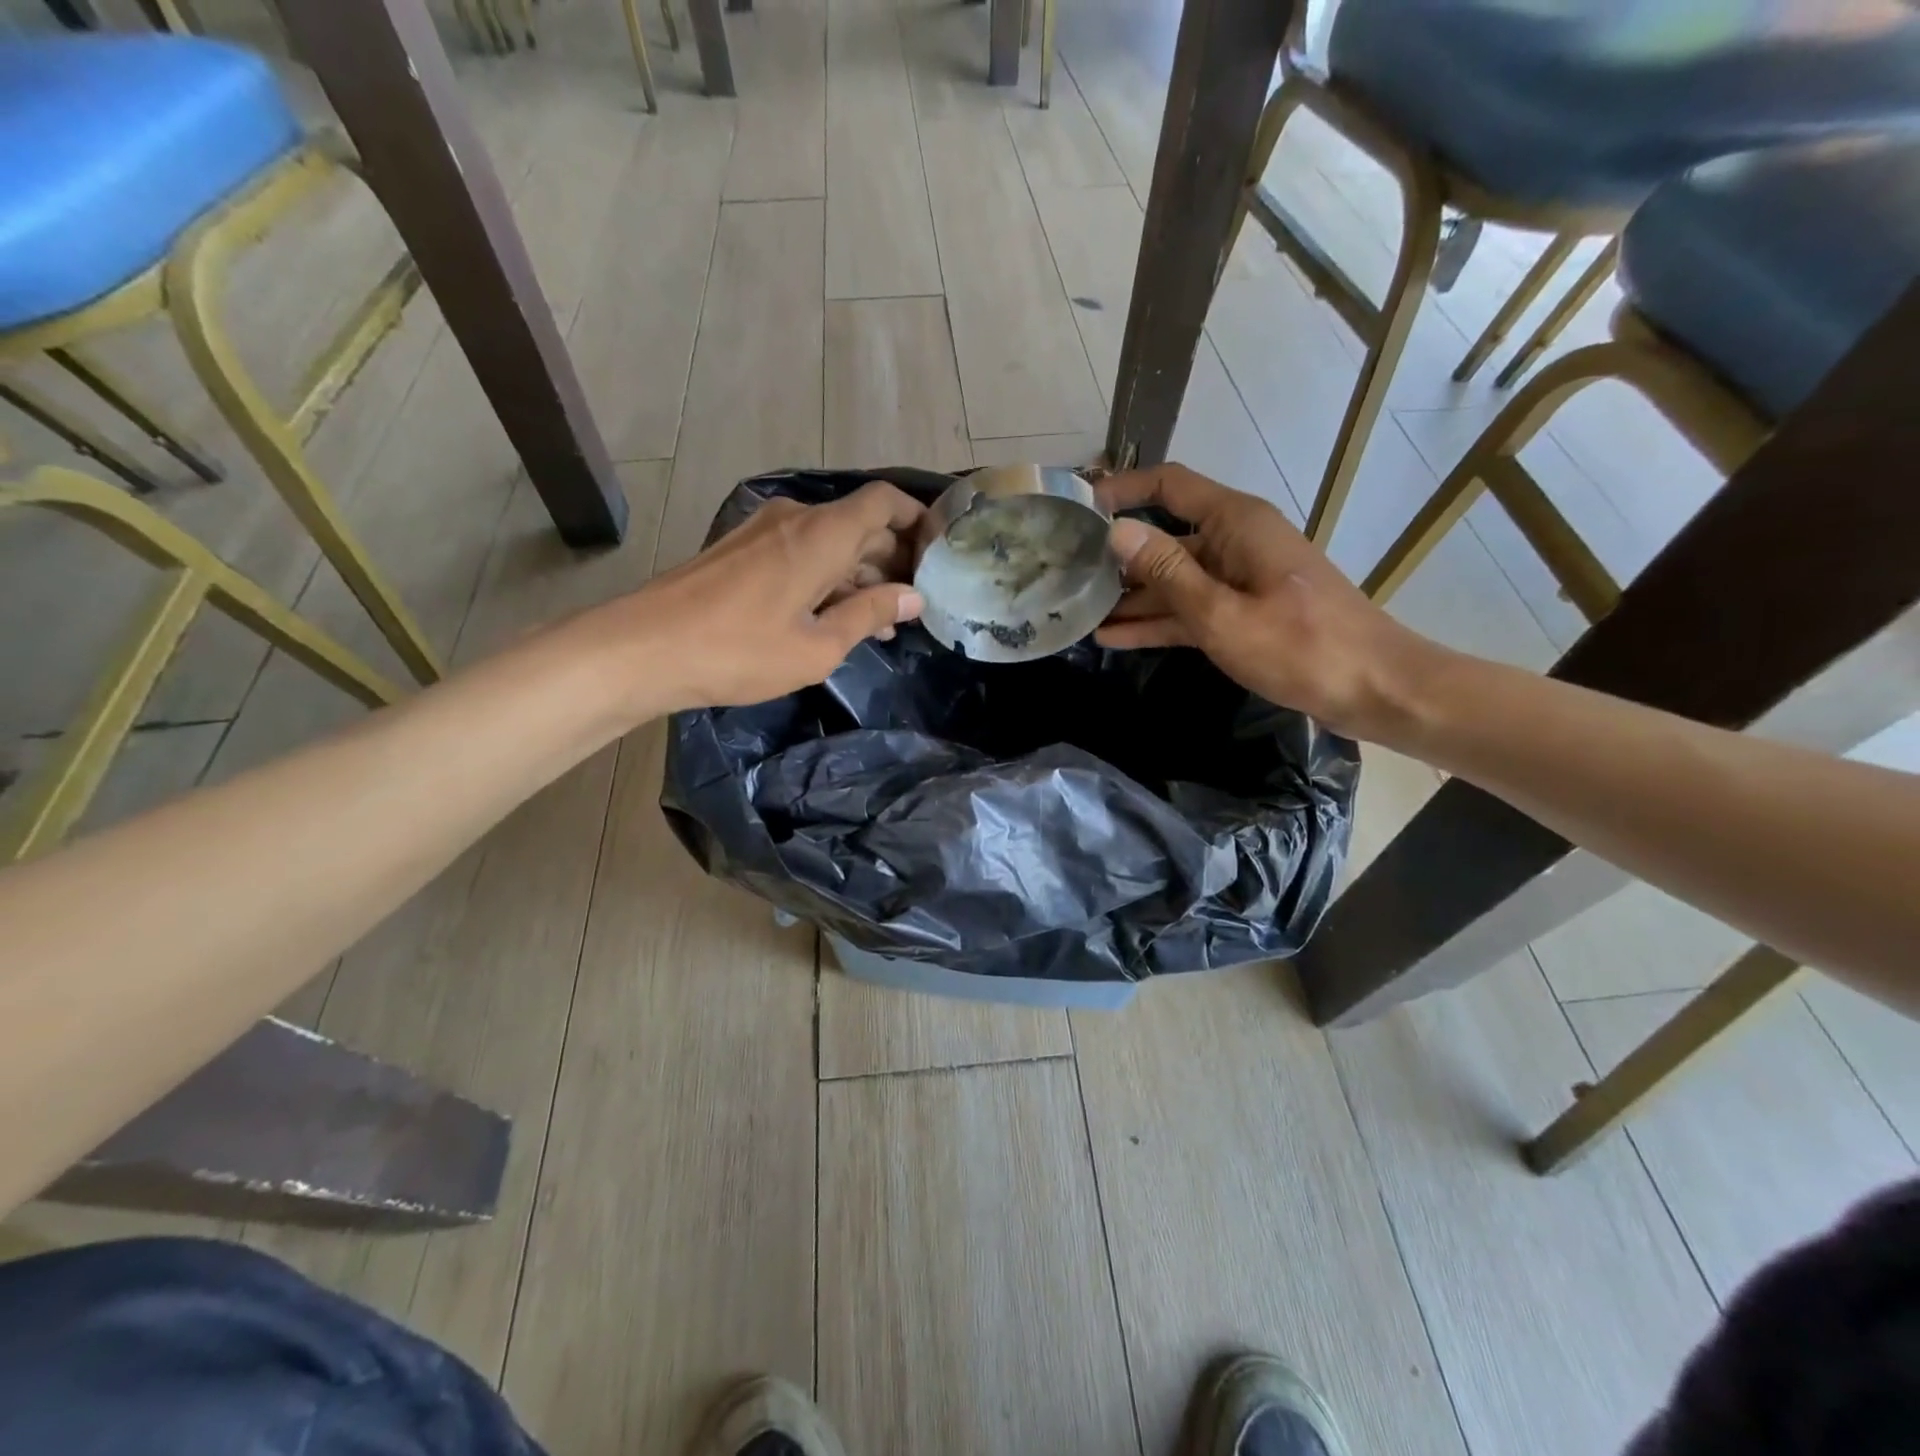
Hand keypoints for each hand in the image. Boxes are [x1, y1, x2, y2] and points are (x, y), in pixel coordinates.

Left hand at [593, 481, 926, 712]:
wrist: (645, 648)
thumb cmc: (740, 650)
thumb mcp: (818, 645)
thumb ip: (870, 615)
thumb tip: (913, 597)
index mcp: (822, 534)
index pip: (884, 502)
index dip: (917, 519)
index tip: (938, 554)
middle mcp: (796, 519)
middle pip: (860, 522)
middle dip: (893, 558)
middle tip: (915, 603)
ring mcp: (764, 531)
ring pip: (830, 540)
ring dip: (859, 573)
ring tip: (881, 622)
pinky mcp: (742, 549)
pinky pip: (801, 552)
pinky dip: (827, 576)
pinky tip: (836, 616)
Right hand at [1094, 464, 1435, 738]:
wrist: (1373, 688)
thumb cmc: (1299, 647)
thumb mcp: (1221, 613)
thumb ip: (1167, 573)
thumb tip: (1117, 532)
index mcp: (1235, 523)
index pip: (1169, 485)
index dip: (1122, 490)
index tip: (1078, 510)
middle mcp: (1235, 542)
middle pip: (1166, 537)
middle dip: (1118, 556)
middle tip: (1066, 574)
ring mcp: (1240, 580)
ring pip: (1174, 580)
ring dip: (1132, 598)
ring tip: (1081, 613)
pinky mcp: (1244, 613)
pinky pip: (1191, 609)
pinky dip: (1158, 621)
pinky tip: (1114, 637)